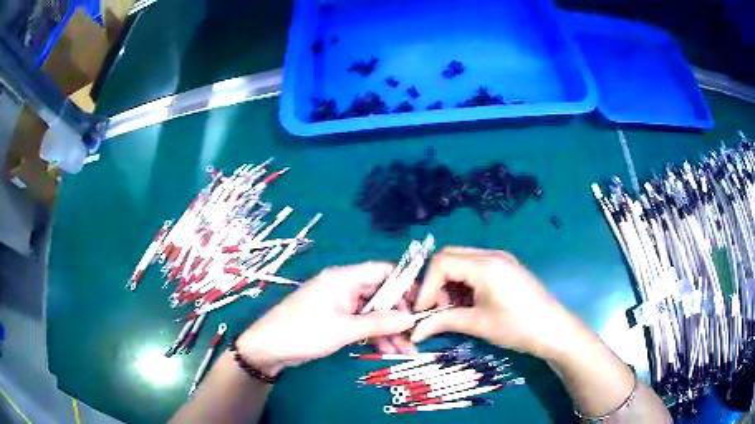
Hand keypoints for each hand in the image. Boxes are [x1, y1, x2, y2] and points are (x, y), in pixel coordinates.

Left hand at [237, 262, 415, 375]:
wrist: (268, 348)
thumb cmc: (303, 333)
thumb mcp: (344, 330)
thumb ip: (378, 323)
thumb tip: (411, 318)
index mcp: (344, 278)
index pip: (383, 271)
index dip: (405, 284)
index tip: (422, 304)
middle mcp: (343, 287)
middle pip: (380, 294)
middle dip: (398, 315)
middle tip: (415, 334)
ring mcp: (339, 304)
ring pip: (372, 312)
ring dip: (388, 330)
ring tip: (405, 350)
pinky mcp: (335, 319)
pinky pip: (361, 323)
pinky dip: (373, 335)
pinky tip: (387, 351)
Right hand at [411, 247, 581, 359]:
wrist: (554, 330)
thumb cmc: (517, 327)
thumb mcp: (478, 325)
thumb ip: (443, 322)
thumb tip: (414, 331)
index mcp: (485, 265)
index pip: (441, 262)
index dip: (427, 286)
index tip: (423, 311)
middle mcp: (491, 254)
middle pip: (449, 256)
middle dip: (436, 282)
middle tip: (436, 308)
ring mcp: (500, 258)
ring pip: (461, 260)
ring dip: (449, 282)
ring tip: (452, 308)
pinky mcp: (506, 266)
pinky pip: (475, 266)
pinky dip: (463, 281)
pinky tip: (468, 302)